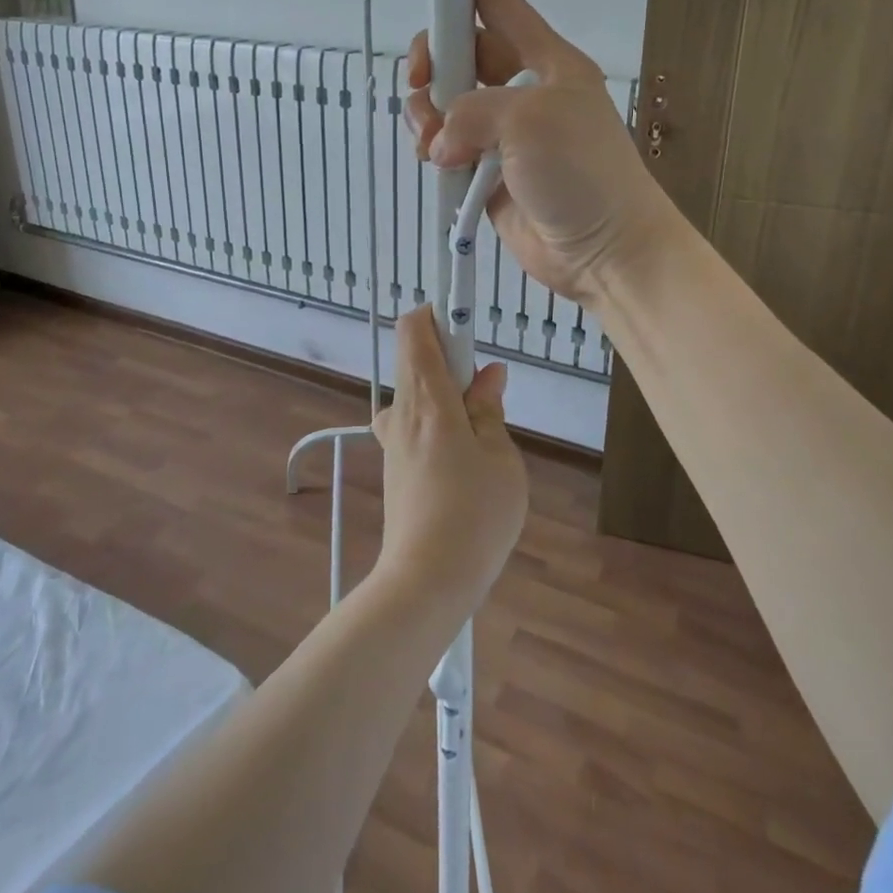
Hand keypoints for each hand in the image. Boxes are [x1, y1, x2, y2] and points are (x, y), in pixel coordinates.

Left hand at [371, 307, 527, 614]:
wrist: (427, 580)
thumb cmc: (475, 514)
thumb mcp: (500, 457)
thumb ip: (490, 408)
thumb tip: (488, 372)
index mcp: (429, 398)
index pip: (416, 329)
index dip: (439, 312)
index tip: (467, 320)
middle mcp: (402, 410)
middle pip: (415, 356)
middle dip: (450, 356)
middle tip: (485, 390)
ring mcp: (392, 438)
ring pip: (416, 390)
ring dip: (445, 391)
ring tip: (480, 429)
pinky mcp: (393, 463)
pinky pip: (414, 420)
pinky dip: (438, 418)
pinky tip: (463, 456)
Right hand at [406, 0, 678, 304]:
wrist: (605, 249)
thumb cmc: (583, 173)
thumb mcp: (531, 120)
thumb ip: (473, 110)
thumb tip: (443, 141)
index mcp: (545, 61)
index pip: (503, 4)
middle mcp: (522, 90)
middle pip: (462, 53)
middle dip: (433, 60)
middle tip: (421, 80)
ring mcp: (503, 134)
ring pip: (446, 103)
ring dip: (427, 113)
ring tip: (431, 140)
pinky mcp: (486, 172)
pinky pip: (446, 147)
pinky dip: (432, 149)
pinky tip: (434, 160)